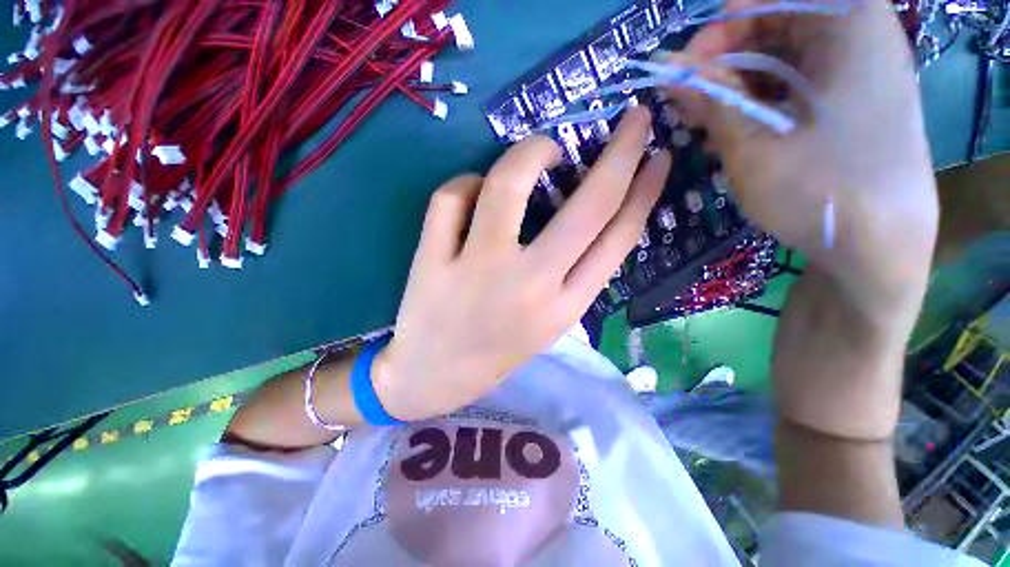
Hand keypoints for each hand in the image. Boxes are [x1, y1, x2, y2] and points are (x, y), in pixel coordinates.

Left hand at [373, 107, 670, 420]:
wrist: (432, 378)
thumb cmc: (496, 350)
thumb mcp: (550, 322)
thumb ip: (574, 273)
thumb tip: (590, 207)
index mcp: (564, 308)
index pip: (618, 238)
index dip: (644, 191)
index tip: (656, 155)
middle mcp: (529, 285)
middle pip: (587, 206)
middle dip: (620, 152)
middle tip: (633, 118)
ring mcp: (477, 270)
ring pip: (508, 183)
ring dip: (531, 151)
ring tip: (540, 152)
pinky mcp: (432, 261)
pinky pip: (453, 196)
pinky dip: (466, 183)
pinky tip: (471, 193)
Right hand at [660, 0, 937, 324]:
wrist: (876, 250)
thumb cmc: (819, 189)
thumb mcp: (751, 141)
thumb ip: (709, 97)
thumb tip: (666, 68)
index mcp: (849, 25)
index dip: (721, 30)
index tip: (685, 68)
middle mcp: (859, 38)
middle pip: (775, 27)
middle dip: (724, 63)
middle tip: (687, 101)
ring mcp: (857, 74)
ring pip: (780, 60)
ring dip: (734, 89)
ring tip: (700, 123)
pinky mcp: (849, 106)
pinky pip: (793, 88)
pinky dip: (756, 105)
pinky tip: (728, 132)